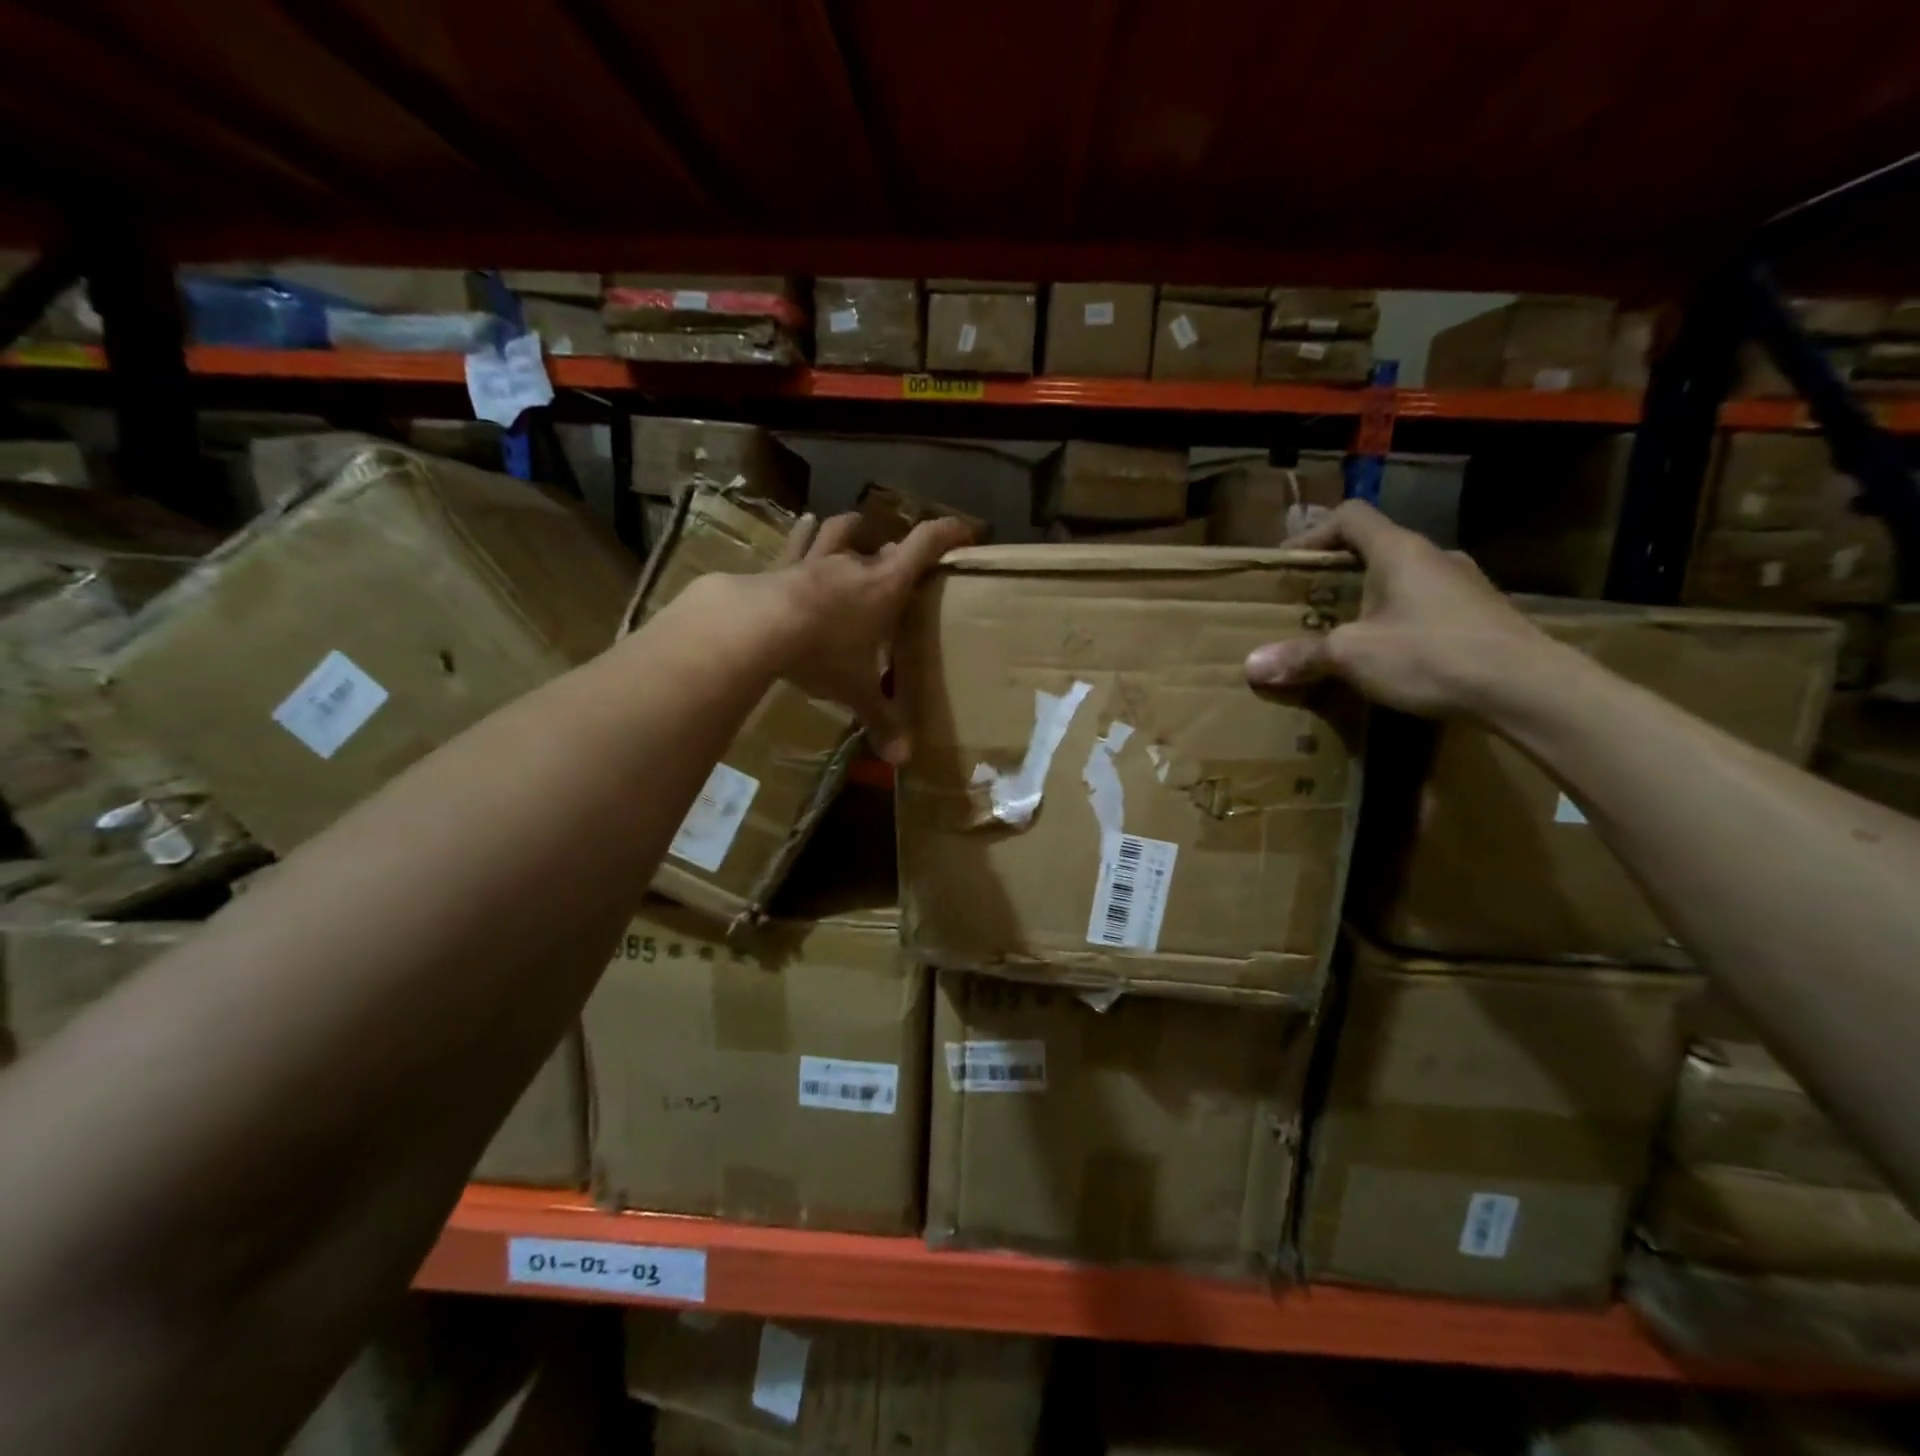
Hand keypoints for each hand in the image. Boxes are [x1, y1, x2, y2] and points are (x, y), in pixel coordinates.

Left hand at [764, 511, 973, 761]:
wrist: (758, 625)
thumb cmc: (823, 652)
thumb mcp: (856, 690)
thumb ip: (881, 720)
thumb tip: (904, 760)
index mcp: (885, 587)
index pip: (925, 546)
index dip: (948, 534)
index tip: (966, 532)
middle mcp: (856, 565)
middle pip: (886, 549)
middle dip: (898, 554)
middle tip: (904, 565)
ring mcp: (817, 561)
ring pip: (841, 534)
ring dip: (852, 530)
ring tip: (858, 525)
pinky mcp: (783, 566)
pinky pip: (798, 543)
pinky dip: (805, 533)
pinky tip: (806, 523)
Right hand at [1243, 501, 1550, 717]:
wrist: (1528, 688)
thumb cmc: (1430, 655)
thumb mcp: (1353, 656)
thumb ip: (1302, 656)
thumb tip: (1251, 666)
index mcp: (1399, 551)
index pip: (1350, 516)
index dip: (1313, 533)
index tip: (1288, 563)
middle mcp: (1434, 556)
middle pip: (1375, 548)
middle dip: (1336, 573)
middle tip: (1307, 603)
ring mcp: (1463, 585)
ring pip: (1403, 579)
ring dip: (1369, 598)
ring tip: (1345, 632)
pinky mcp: (1481, 615)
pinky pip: (1426, 606)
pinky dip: (1398, 620)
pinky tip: (1390, 655)